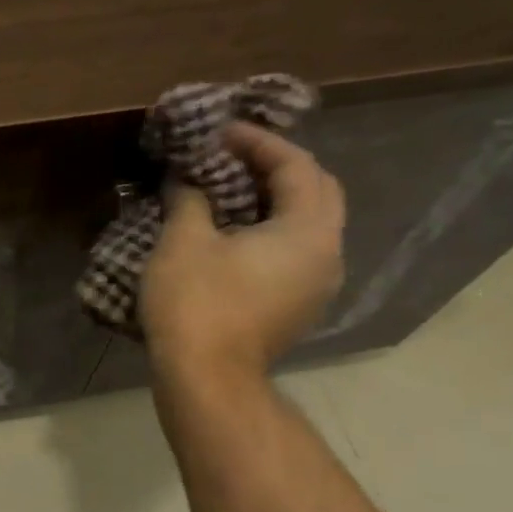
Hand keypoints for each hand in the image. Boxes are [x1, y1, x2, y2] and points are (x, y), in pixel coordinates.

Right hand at [139, 123, 344, 378]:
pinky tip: (233, 231)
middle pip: (316, 191)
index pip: (297, 166)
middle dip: (276, 167)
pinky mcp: (299, 307)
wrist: (207, 379)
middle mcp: (328, 253)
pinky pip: (295, 251)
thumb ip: (190, 198)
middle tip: (232, 157)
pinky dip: (271, 229)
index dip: (258, 142)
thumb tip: (186, 180)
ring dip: (274, 199)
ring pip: (308, 224)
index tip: (220, 133)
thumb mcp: (184, 240)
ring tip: (229, 190)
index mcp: (309, 230)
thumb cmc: (197, 303)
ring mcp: (317, 285)